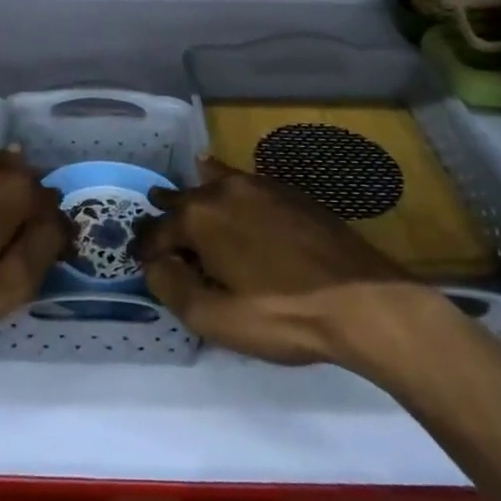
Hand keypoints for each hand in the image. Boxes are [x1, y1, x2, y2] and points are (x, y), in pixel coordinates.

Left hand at [0, 146, 70, 346]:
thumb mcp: (7, 287)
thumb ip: (44, 248)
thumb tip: (59, 223)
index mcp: (15, 187)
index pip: (54, 206)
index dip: (55, 236)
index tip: (47, 263)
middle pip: (26, 186)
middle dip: (29, 214)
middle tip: (15, 255)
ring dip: (1, 204)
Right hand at [133, 157, 439, 369]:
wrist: (361, 299)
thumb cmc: (281, 314)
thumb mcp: (216, 319)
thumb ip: (173, 288)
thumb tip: (155, 264)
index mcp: (200, 218)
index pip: (157, 232)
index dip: (145, 249)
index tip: (139, 261)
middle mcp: (224, 191)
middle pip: (182, 200)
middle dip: (166, 215)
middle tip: (156, 230)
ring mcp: (259, 186)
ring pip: (213, 183)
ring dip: (195, 194)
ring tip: (183, 200)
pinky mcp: (288, 192)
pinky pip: (244, 182)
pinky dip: (226, 184)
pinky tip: (225, 183)